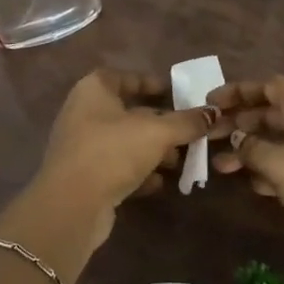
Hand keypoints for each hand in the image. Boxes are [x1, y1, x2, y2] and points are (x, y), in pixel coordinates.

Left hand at [26, 69, 214, 250]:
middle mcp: (83, 113)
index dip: (150, 83)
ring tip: (178, 161)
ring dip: (151, 151)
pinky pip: (116, 168)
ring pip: (124, 142)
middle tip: (186, 131)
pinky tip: (158, 183)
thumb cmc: (113, 152)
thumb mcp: (157, 132)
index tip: (175, 94)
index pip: (125, 77)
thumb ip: (186, 122)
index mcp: (94, 90)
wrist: (71, 206)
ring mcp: (81, 146)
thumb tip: (213, 113)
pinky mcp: (83, 177)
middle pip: (127, 112)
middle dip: (158, 123)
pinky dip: (137, 173)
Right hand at [210, 75, 283, 278]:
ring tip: (218, 165)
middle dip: (238, 122)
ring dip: (249, 149)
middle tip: (208, 136)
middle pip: (269, 112)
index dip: (239, 90)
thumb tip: (236, 140)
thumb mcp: (282, 165)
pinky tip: (249, 185)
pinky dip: (268, 170)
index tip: (211, 103)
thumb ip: (253, 150)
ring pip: (277, 141)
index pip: (267, 85)